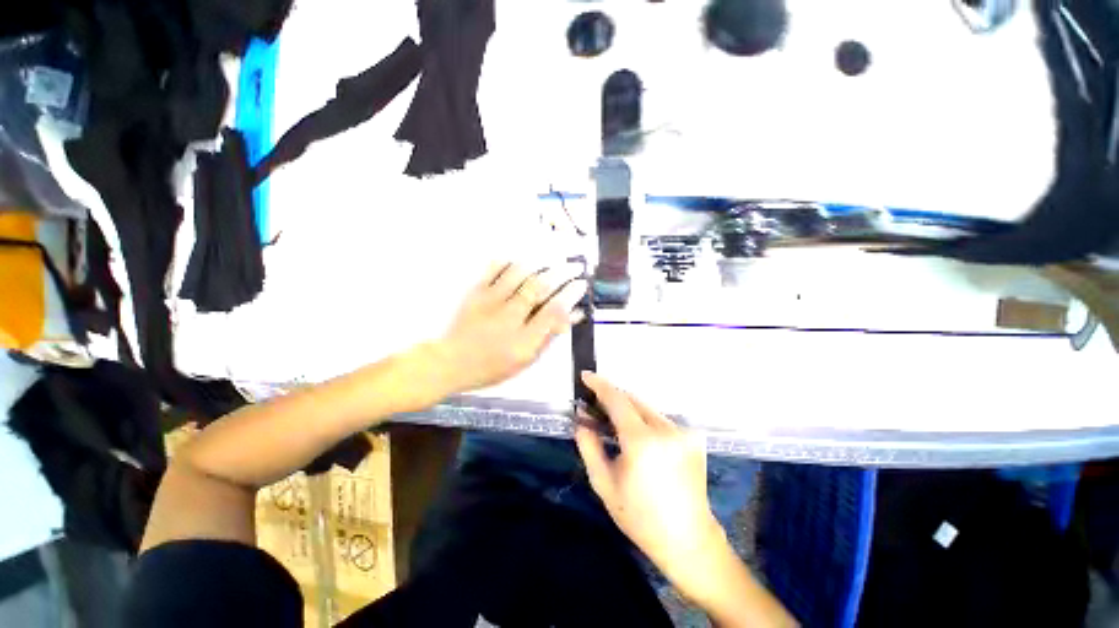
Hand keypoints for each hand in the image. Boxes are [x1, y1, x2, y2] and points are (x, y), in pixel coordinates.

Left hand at [433, 262, 586, 394]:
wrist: (451, 362)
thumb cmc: (492, 367)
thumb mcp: (526, 360)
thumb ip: (549, 337)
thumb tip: (571, 316)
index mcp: (523, 340)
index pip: (553, 312)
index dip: (570, 295)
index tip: (581, 284)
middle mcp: (509, 318)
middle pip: (538, 289)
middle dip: (560, 274)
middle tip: (574, 266)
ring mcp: (490, 303)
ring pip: (518, 275)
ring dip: (539, 264)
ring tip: (552, 257)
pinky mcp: (475, 293)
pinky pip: (493, 271)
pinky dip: (507, 261)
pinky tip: (519, 257)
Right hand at [574, 372, 724, 593]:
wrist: (687, 539)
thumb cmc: (639, 516)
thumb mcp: (603, 482)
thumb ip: (589, 445)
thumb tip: (580, 418)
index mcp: (642, 441)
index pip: (617, 399)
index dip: (599, 385)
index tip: (586, 376)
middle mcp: (666, 429)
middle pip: (632, 400)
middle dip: (612, 398)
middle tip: (594, 405)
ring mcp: (683, 432)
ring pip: (646, 408)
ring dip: (627, 409)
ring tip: (612, 421)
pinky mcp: (693, 437)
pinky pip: (660, 419)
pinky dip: (643, 420)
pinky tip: (637, 436)